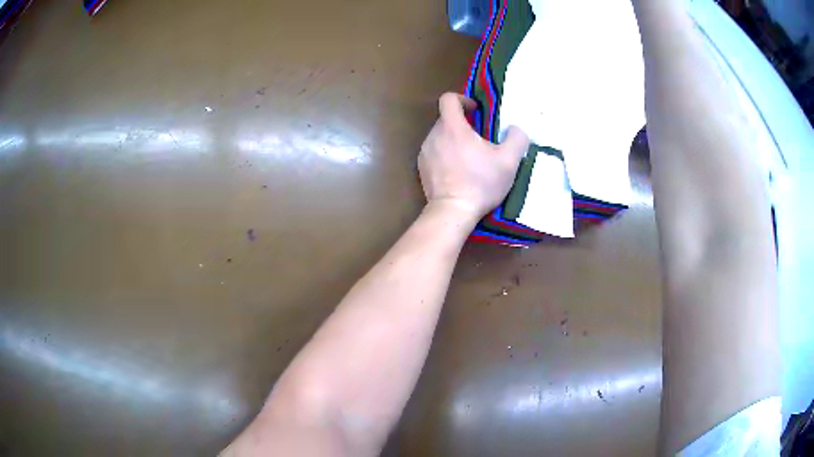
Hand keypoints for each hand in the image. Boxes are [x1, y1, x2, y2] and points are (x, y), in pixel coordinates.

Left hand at [418, 93, 529, 220]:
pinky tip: (458, 172)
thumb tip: (516, 129)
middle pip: (446, 119)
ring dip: (454, 140)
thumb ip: (517, 139)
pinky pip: (434, 152)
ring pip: (440, 136)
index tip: (476, 111)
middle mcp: (434, 135)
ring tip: (470, 158)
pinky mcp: (422, 168)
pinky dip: (445, 155)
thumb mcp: (509, 161)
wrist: (453, 211)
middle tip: (480, 139)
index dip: (463, 99)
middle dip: (463, 124)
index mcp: (452, 127)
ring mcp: (425, 152)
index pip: (448, 99)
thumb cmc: (481, 183)